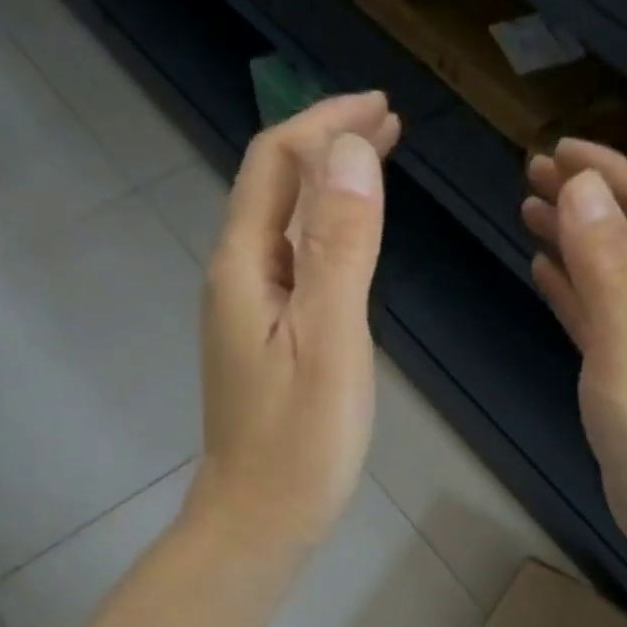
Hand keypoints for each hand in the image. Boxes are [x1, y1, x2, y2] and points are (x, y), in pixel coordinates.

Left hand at [189, 92, 401, 554]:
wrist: (259, 520)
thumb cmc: (299, 441)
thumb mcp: (329, 339)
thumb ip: (339, 246)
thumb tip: (350, 150)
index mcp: (244, 266)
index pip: (276, 162)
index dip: (325, 122)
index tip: (383, 106)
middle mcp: (236, 276)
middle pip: (274, 186)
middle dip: (328, 143)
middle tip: (390, 123)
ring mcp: (247, 309)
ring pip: (284, 223)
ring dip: (328, 185)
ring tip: (378, 163)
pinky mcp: (264, 338)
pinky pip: (293, 261)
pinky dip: (326, 231)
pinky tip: (352, 239)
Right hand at [523, 139, 626, 563]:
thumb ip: (605, 265)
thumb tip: (582, 188)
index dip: (606, 170)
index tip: (557, 149)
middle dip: (584, 197)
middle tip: (530, 174)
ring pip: (608, 270)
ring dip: (572, 238)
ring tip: (528, 211)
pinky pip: (596, 312)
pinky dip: (571, 288)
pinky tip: (544, 272)